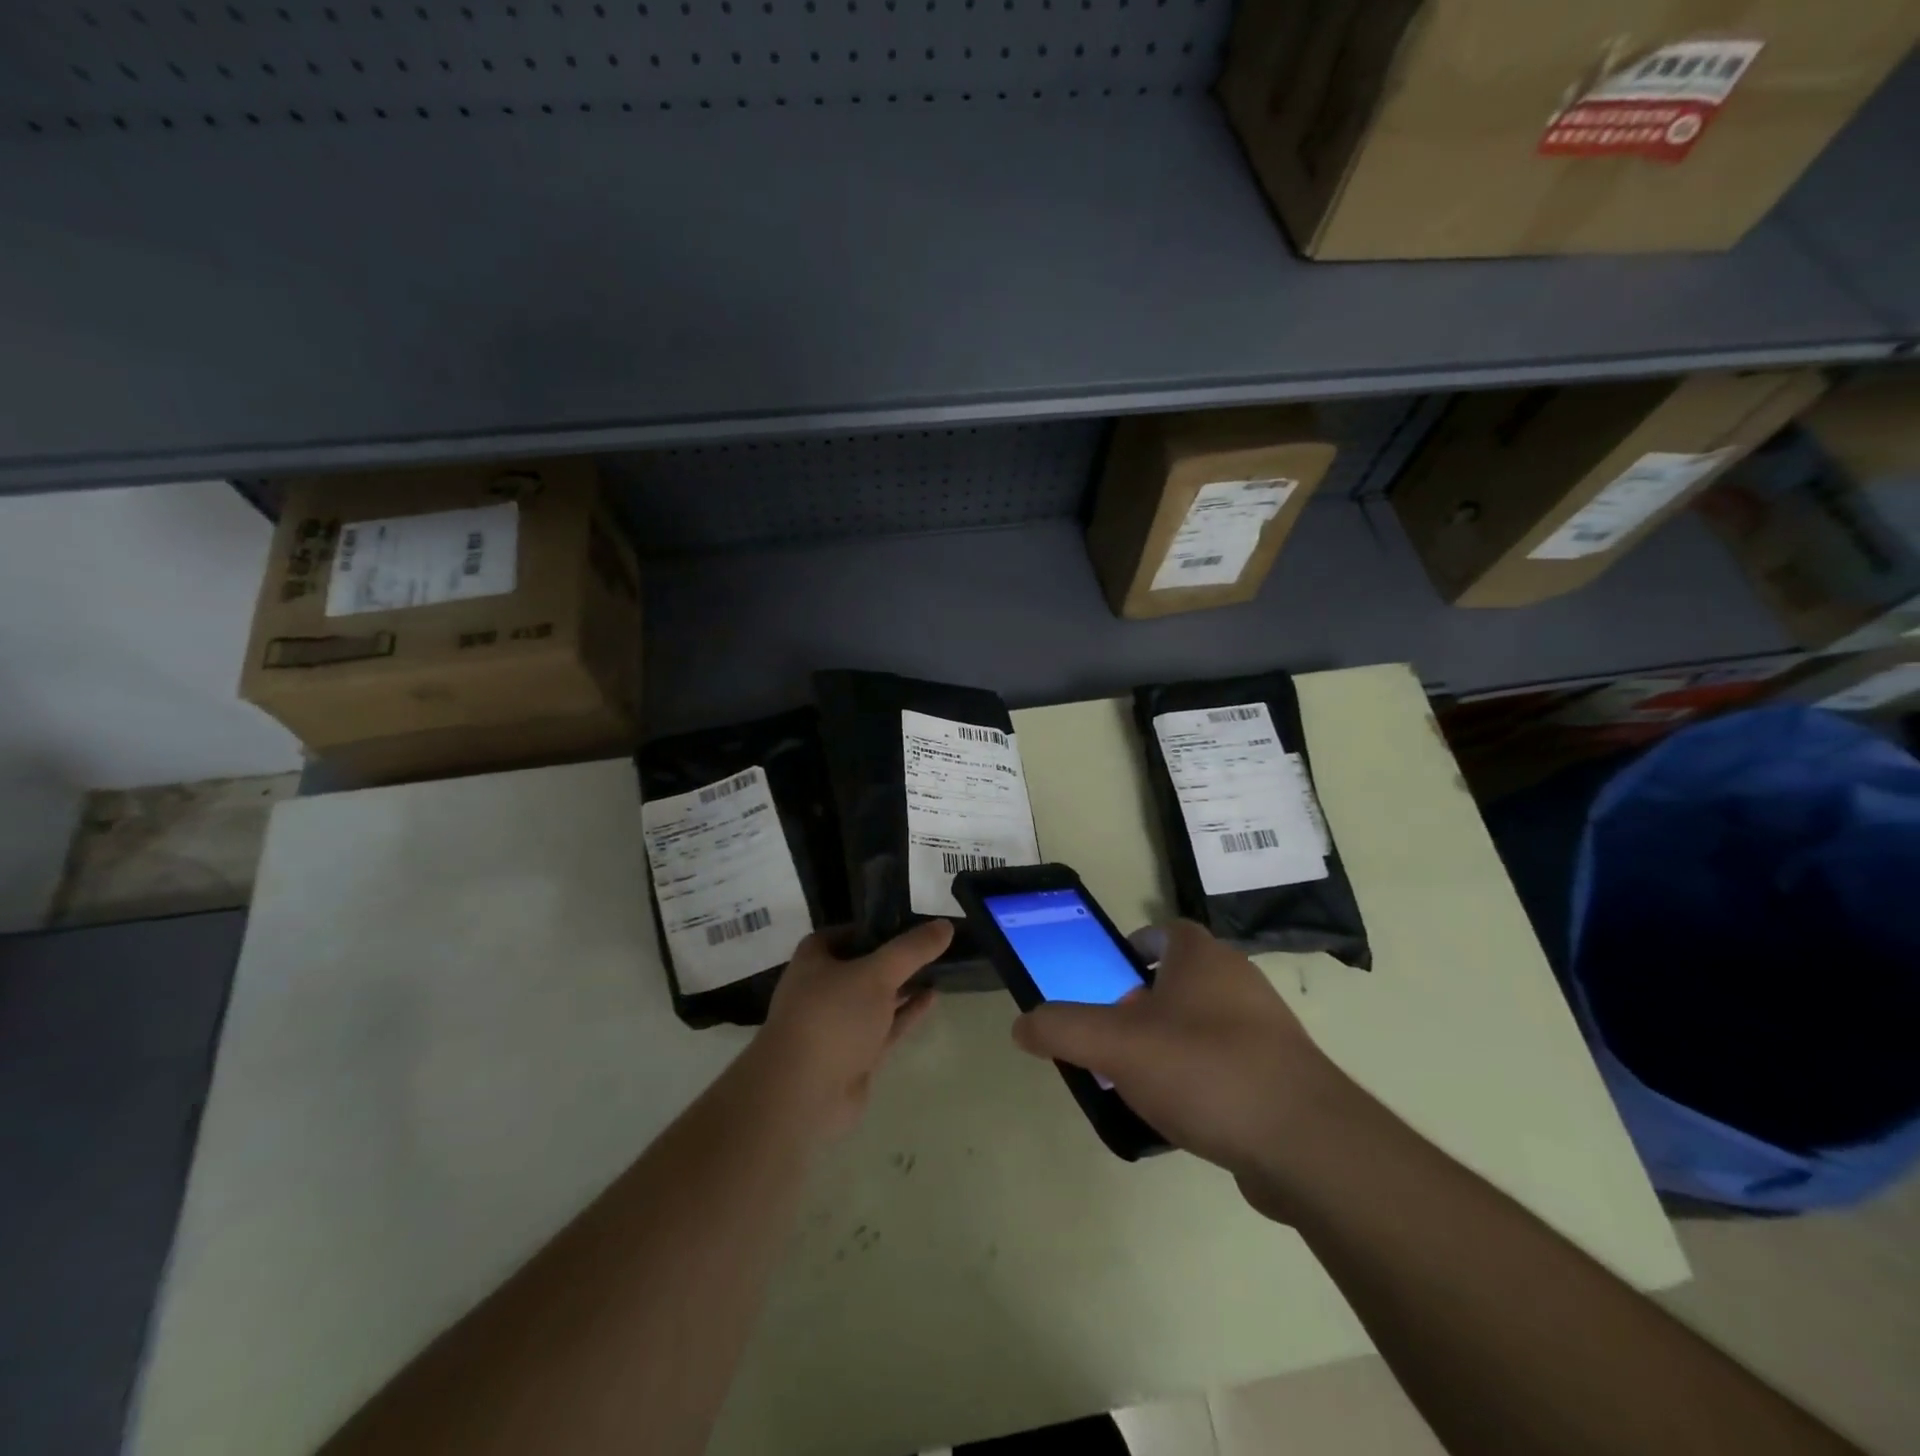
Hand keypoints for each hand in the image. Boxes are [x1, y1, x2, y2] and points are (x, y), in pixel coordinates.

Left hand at [751, 920, 951, 1138]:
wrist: (803, 1094)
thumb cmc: (832, 1017)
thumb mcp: (877, 973)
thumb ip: (912, 949)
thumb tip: (945, 925)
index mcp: (815, 959)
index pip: (848, 932)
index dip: (877, 926)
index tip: (912, 921)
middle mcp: (824, 987)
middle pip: (864, 964)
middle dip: (896, 957)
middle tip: (933, 944)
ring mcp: (839, 1024)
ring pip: (877, 997)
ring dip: (904, 984)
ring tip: (940, 967)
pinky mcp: (856, 1054)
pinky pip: (886, 1025)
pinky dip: (907, 1012)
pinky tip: (932, 997)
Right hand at [1011, 921, 1359, 1210]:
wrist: (1306, 1145)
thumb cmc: (1205, 1070)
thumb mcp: (1116, 1046)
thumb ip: (1063, 1029)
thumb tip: (1022, 1025)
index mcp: (1203, 959)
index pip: (1169, 930)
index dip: (1139, 942)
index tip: (1112, 971)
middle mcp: (1239, 983)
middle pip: (1184, 978)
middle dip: (1146, 999)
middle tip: (1113, 1031)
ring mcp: (1267, 1031)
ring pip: (1205, 1023)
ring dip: (1172, 1041)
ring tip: (1138, 1077)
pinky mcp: (1281, 1077)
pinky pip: (1228, 1064)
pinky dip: (1200, 1078)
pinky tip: (1180, 1116)